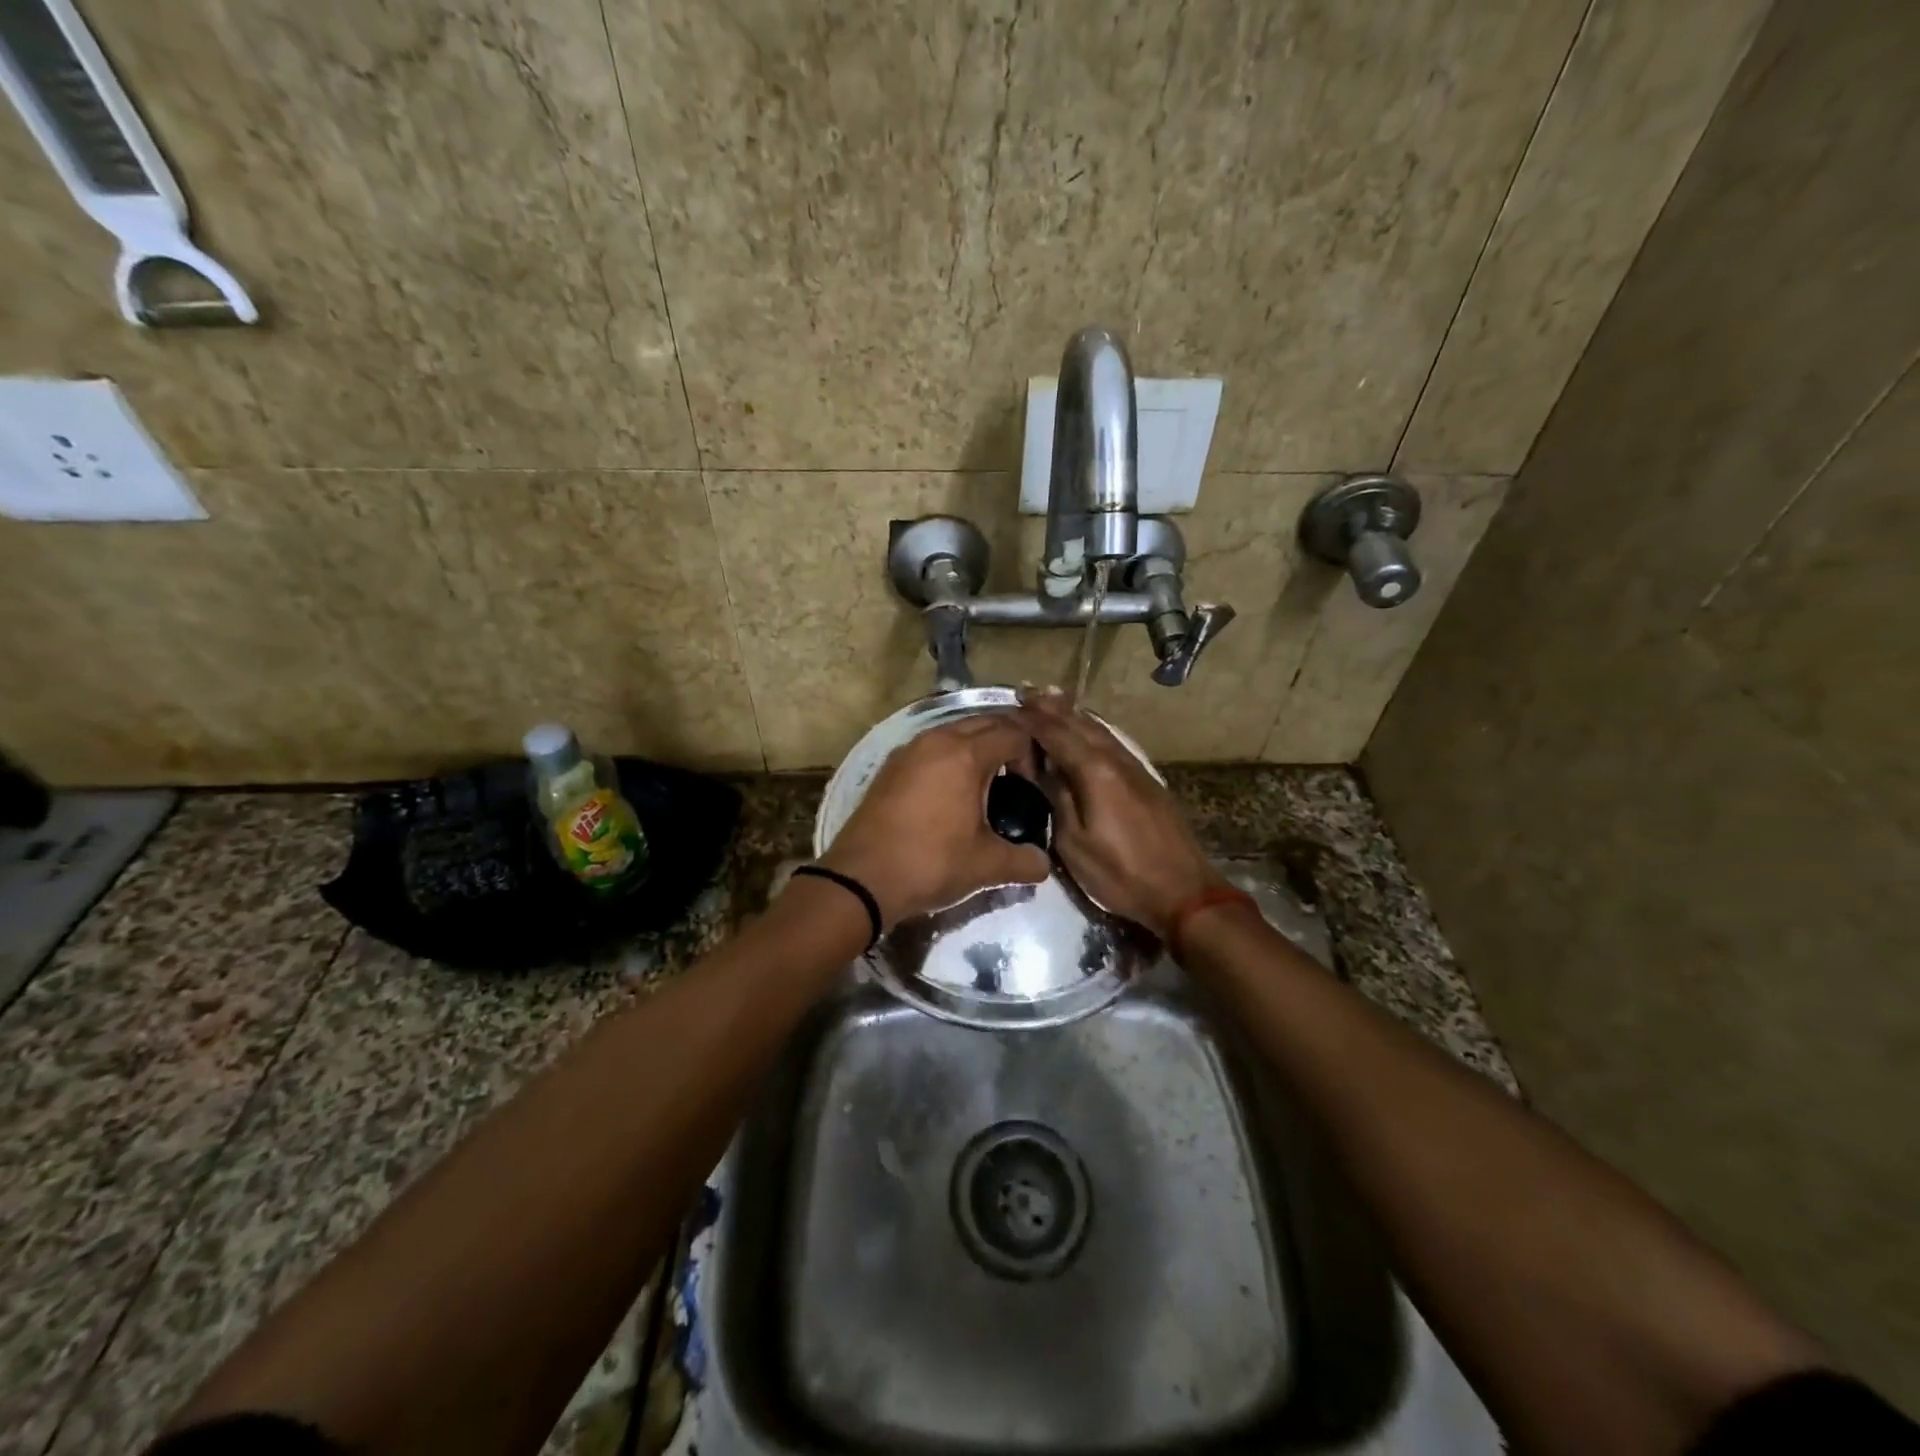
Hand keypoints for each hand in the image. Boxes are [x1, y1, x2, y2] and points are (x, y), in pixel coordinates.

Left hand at [820, 714, 1049, 926]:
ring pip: (953, 731)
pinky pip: (929, 747)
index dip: (1031, 756)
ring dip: (975, 747)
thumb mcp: (985, 866)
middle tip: (1017, 778)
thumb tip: (1043, 865)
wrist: (861, 878)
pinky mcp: (889, 766)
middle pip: (983, 722)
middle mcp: (937, 740)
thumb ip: (1024, 861)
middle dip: (1006, 742)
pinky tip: (949, 791)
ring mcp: (908, 750)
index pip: (1013, 733)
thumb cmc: (930, 863)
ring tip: (985, 783)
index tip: (1031, 788)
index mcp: (966, 754)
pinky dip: (947, 757)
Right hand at [1016, 690, 1222, 939]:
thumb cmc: (1121, 873)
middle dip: (1052, 707)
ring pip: (1100, 730)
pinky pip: (1112, 742)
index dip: (1032, 720)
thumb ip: (1057, 798)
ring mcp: (1135, 768)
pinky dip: (1093, 729)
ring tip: (1052, 699)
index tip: (1009, 706)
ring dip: (1074, 713)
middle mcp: (1116, 759)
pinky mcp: (1146, 780)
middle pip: (1080, 724)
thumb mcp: (1075, 843)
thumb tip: (1040, 768)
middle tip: (1026, 690)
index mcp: (1095, 771)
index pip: (1056, 734)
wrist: (1184, 892)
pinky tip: (1088, 729)